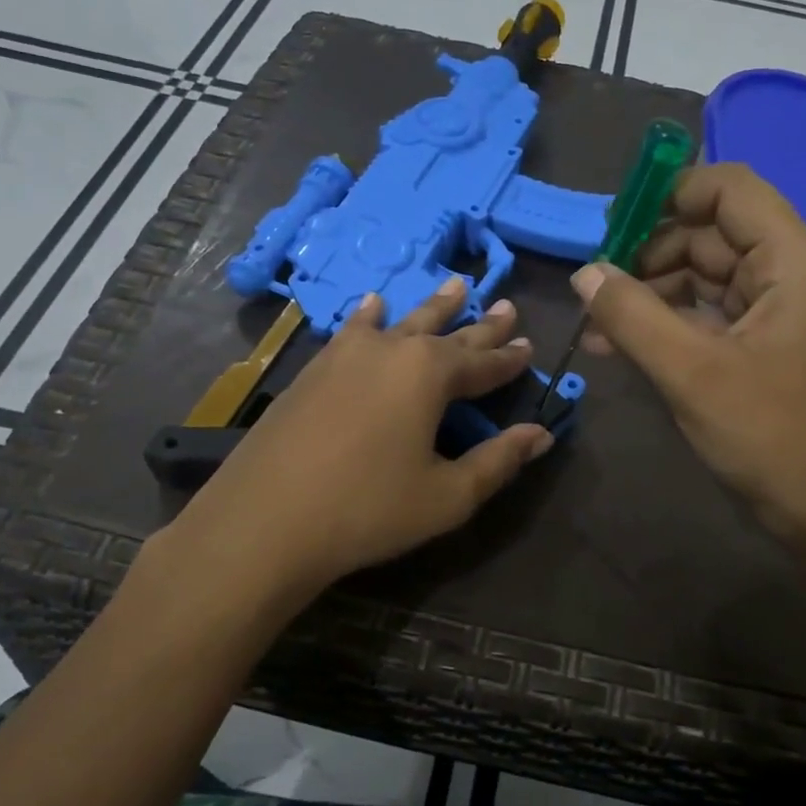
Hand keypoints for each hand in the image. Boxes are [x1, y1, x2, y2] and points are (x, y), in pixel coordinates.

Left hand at [161, 277, 552, 600]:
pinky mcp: (315, 369)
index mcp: (430, 375)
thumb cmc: (368, 510)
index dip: (510, 358)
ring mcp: (347, 354)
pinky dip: (370, 316)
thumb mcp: (447, 495)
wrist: (265, 521)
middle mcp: (392, 350)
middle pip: (447, 333)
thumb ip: (498, 460)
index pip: (483, 363)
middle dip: (481, 324)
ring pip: (402, 321)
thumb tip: (540, 435)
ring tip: (456, 284)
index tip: (531, 344)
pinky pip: (353, 330)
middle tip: (506, 305)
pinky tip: (373, 305)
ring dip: (432, 306)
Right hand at [575, 163, 805, 543]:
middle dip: (648, 253)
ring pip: (700, 273)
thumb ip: (632, 314)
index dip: (670, 193)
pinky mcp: (758, 340)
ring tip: (597, 324)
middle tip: (595, 285)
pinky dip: (663, 321)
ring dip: (648, 292)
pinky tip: (616, 344)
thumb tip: (583, 272)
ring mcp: (773, 307)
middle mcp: (788, 270)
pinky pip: (703, 312)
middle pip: (708, 231)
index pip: (729, 188)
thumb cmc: (767, 435)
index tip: (615, 224)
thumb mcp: (690, 372)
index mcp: (792, 259)